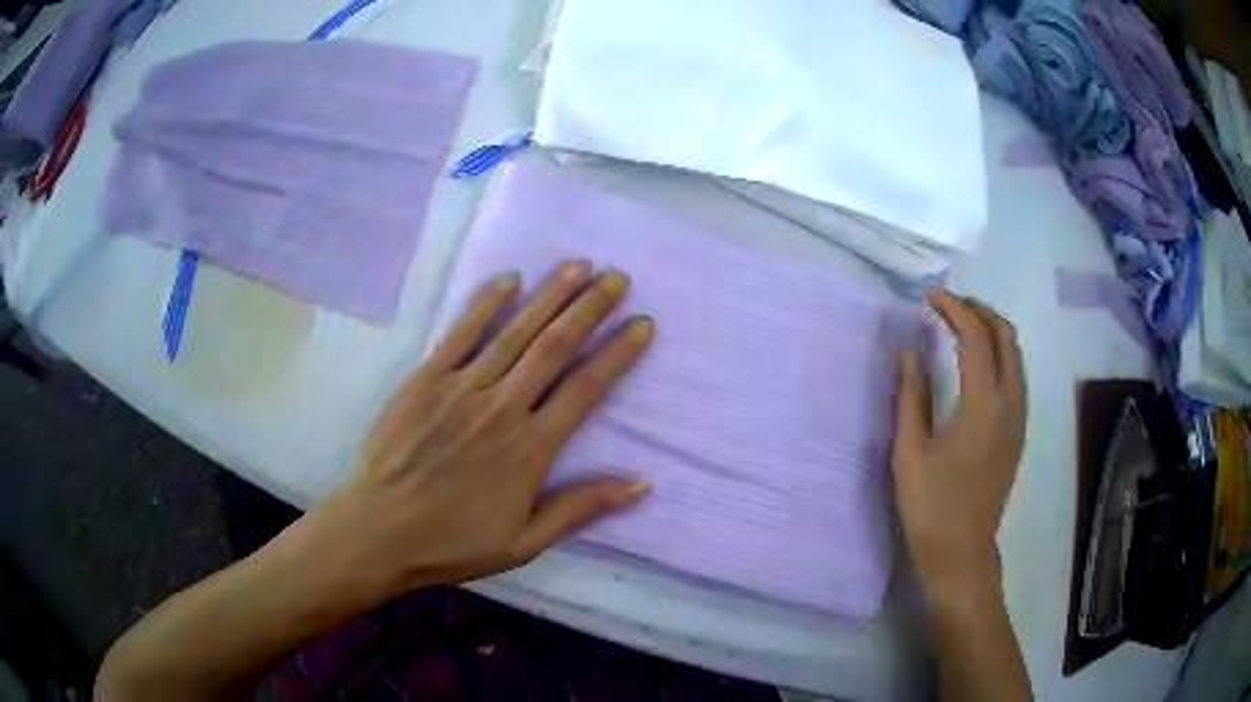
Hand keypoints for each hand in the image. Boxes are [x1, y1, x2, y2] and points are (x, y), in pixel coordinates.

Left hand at [310, 260, 653, 598]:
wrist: (381, 531)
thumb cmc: (454, 542)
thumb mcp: (525, 542)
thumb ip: (581, 508)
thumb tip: (642, 484)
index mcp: (530, 449)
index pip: (585, 390)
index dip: (617, 354)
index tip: (642, 323)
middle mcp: (502, 409)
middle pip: (554, 348)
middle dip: (590, 308)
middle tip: (617, 277)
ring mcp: (461, 389)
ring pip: (514, 333)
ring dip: (549, 295)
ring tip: (579, 265)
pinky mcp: (425, 380)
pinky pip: (460, 334)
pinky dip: (486, 303)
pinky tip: (509, 277)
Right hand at [892, 290, 1026, 594]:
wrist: (961, 553)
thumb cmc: (931, 506)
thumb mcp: (910, 451)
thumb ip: (911, 395)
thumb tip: (908, 351)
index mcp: (984, 404)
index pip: (975, 336)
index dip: (953, 308)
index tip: (928, 296)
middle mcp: (1010, 402)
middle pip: (1005, 336)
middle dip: (978, 310)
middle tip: (947, 305)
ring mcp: (1019, 417)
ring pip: (1015, 354)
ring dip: (991, 330)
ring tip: (959, 326)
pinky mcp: (1018, 432)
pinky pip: (1015, 375)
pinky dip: (998, 353)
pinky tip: (975, 363)